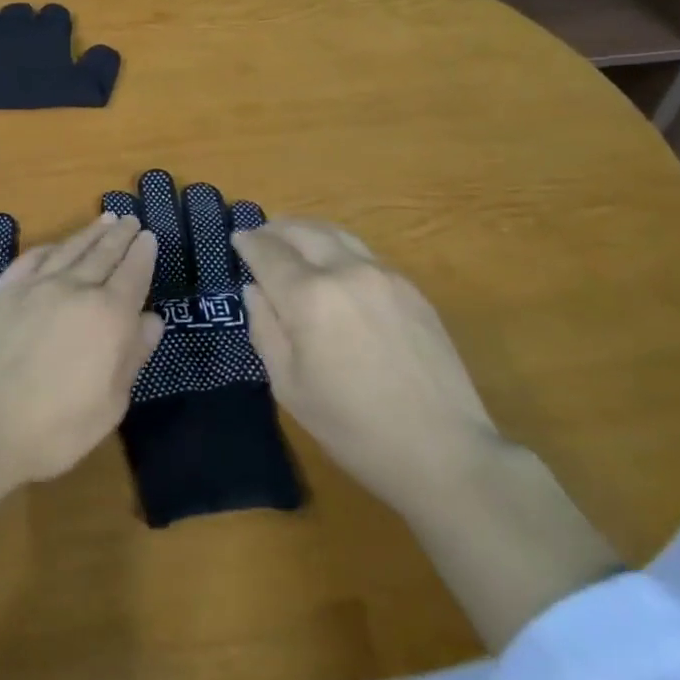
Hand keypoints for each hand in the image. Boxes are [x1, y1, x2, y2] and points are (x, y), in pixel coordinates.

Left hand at [0, 213, 159, 485]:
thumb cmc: (55, 428)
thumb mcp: (110, 404)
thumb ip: (132, 356)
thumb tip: (152, 319)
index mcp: (109, 316)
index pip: (133, 274)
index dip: (142, 254)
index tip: (148, 236)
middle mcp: (75, 290)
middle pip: (103, 253)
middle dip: (119, 235)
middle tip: (129, 219)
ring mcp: (35, 286)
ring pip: (69, 249)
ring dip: (90, 232)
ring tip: (104, 219)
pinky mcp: (3, 291)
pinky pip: (31, 259)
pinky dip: (49, 247)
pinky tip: (54, 245)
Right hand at [233, 219, 498, 511]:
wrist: (442, 450)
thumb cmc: (353, 428)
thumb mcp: (290, 387)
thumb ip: (265, 330)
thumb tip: (255, 290)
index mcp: (309, 298)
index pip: (268, 253)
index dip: (248, 243)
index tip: (237, 239)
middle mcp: (345, 272)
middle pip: (303, 231)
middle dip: (276, 228)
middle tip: (261, 235)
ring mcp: (383, 275)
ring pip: (337, 234)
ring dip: (308, 231)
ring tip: (294, 240)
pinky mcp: (411, 288)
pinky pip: (364, 254)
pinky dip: (339, 248)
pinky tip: (335, 266)